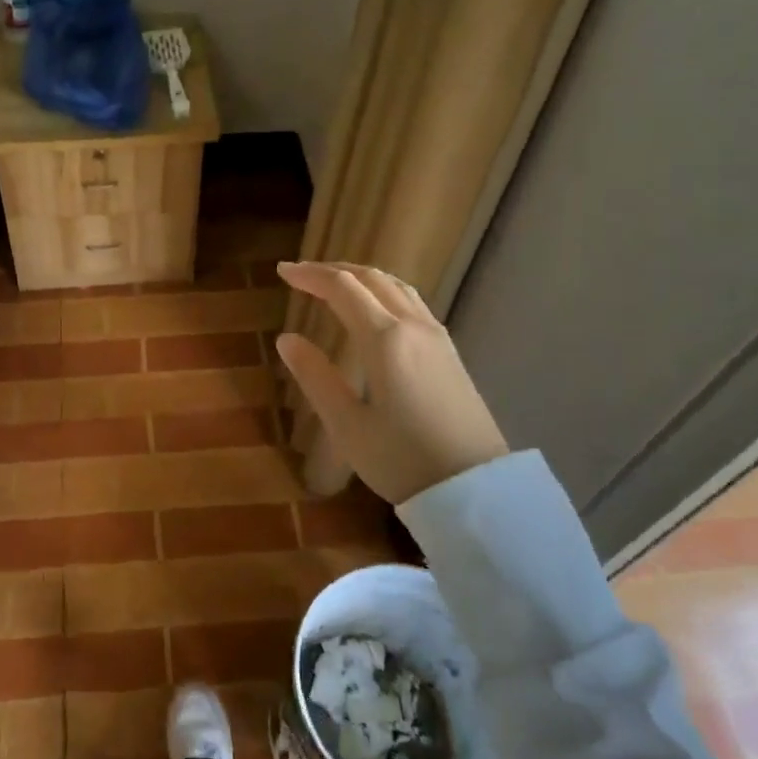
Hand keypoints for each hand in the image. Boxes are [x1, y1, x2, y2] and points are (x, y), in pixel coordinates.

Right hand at [275, 261, 506, 503]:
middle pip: (371, 278)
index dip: (310, 275)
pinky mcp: (449, 352)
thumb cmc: (402, 460)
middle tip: (302, 274)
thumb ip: (315, 376)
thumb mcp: (346, 424)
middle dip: (334, 270)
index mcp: (385, 339)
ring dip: (362, 277)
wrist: (474, 488)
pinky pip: (412, 302)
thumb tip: (286, 339)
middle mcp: (413, 326)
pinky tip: (375, 309)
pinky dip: (383, 291)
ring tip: (334, 283)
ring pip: (396, 286)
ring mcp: (437, 337)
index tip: (282, 271)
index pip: (342, 288)